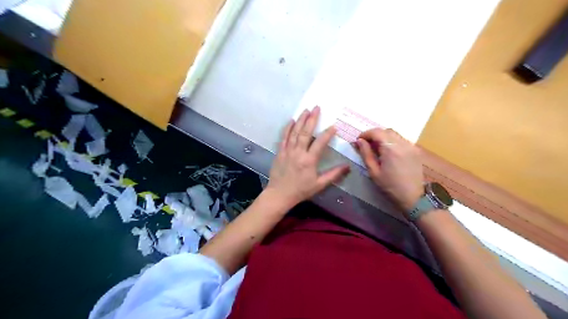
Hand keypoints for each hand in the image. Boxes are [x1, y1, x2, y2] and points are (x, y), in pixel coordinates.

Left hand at [267, 106, 350, 208]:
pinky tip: (291, 121)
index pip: (320, 143)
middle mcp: (298, 152)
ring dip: (300, 120)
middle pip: (306, 133)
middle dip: (312, 119)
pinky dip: (288, 128)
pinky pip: (284, 138)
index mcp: (309, 160)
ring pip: (295, 132)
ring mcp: (287, 151)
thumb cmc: (301, 190)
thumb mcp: (319, 184)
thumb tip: (347, 166)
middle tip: (317, 108)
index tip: (333, 126)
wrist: (279, 194)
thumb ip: (333, 174)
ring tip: (306, 110)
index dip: (327, 134)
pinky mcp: (280, 152)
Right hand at [356, 127, 423, 214]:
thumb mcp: (374, 171)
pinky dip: (392, 141)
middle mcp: (402, 143)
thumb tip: (359, 141)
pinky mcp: (415, 150)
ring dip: (383, 137)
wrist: (413, 197)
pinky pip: (401, 140)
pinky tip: (387, 151)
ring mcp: (411, 146)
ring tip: (376, 147)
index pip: (377, 132)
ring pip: (394, 134)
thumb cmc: (390, 186)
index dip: (365, 134)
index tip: (358, 141)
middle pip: (386, 131)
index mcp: (391, 148)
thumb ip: (366, 154)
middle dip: (374, 134)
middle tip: (365, 144)